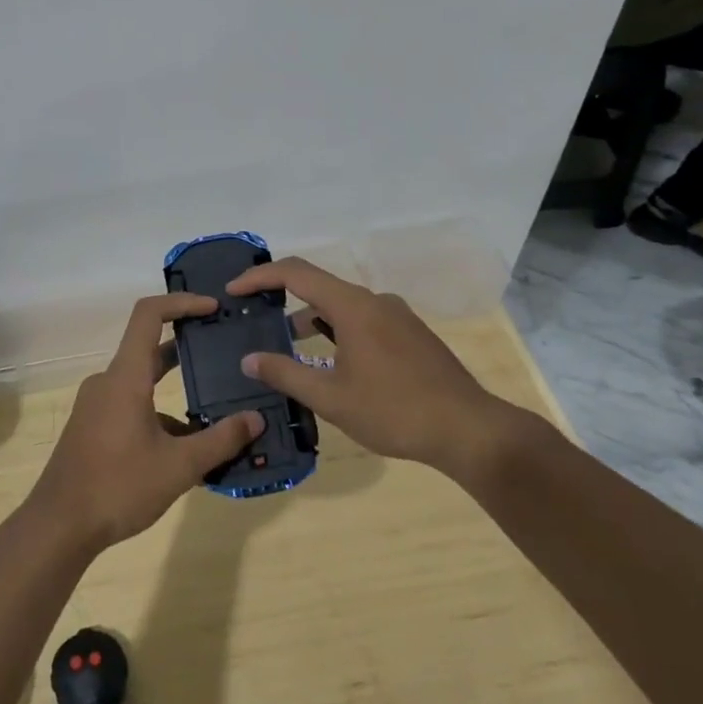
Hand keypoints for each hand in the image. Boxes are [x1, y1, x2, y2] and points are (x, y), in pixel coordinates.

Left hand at [27, 294, 263, 551]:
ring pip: (142, 382)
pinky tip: (184, 446)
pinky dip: (158, 413)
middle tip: (223, 350)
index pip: (149, 315)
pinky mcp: (92, 425)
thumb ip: (220, 440)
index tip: (212, 307)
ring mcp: (97, 404)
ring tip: (215, 408)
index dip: (181, 302)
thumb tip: (256, 419)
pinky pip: (131, 404)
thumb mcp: (179, 467)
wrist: (58, 526)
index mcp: (125, 377)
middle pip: (149, 347)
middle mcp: (108, 381)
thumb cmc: (118, 487)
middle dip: (187, 347)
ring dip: (176, 390)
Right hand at [226, 258, 514, 474]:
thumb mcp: (331, 398)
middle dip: (283, 300)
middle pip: (319, 287)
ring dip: (312, 321)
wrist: (469, 429)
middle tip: (256, 321)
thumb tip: (249, 359)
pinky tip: (332, 363)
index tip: (234, 292)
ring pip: (342, 307)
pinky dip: (337, 332)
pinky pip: (363, 321)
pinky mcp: (411, 335)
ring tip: (289, 348)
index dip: (260, 277)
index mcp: (353, 306)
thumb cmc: (394, 410)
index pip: (296, 273)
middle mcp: (375, 301)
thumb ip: (286, 374)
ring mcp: (397, 316)